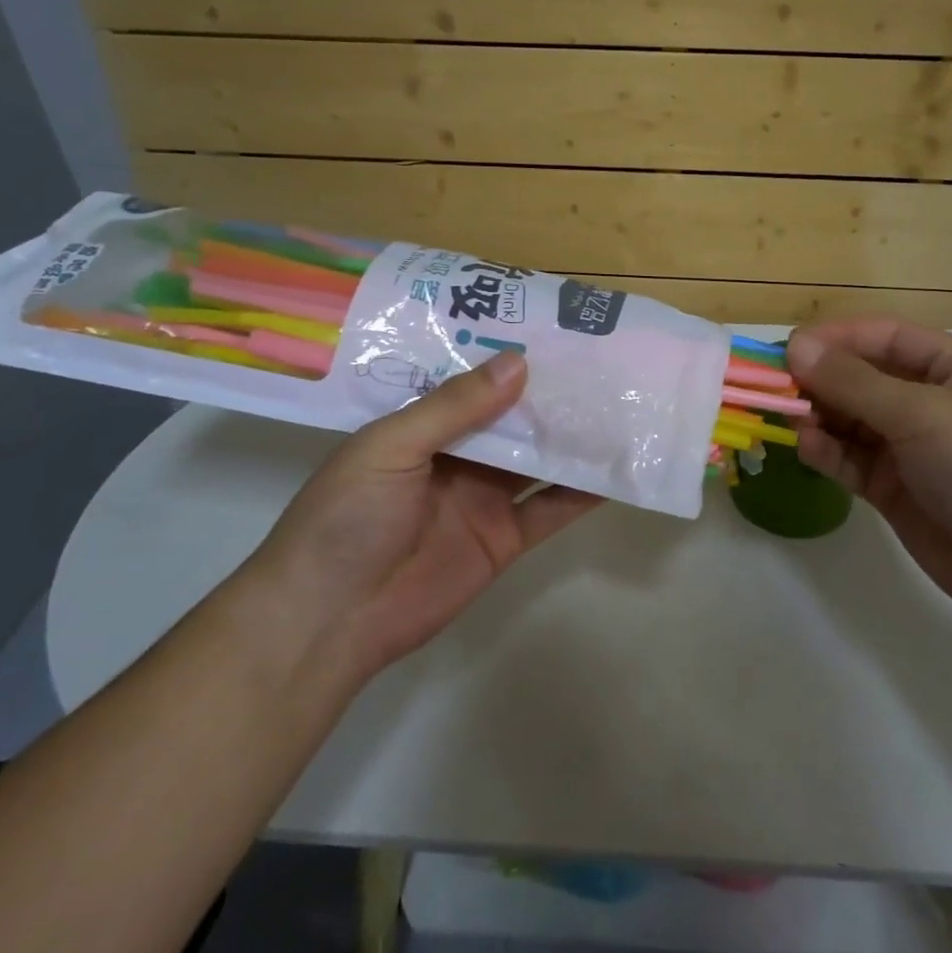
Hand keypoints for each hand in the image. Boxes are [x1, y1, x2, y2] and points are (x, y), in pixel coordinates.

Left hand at [249, 354, 600, 678]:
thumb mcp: (391, 447)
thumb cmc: (347, 517)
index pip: (475, 385)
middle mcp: (458, 457)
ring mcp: (484, 499)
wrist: (331, 618)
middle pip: (513, 421)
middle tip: (602, 363)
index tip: (556, 333)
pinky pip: (550, 509)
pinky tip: (615, 471)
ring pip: (538, 461)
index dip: (510, 361)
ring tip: (620, 407)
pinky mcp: (505, 539)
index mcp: (423, 427)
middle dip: (551, 396)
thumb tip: (519, 361)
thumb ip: (454, 406)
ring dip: (573, 439)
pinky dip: (581, 493)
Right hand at [787, 319, 951, 644]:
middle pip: (865, 379)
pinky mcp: (900, 491)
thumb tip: (794, 346)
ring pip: (854, 421)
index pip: (886, 338)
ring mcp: (916, 450)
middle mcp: (935, 403)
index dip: (837, 338)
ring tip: (784, 417)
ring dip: (820, 416)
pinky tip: (807, 448)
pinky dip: (829, 452)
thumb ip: (853, 381)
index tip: (788, 347)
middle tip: (772, 384)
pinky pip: (855, 461)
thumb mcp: (923, 413)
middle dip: (821, 379)